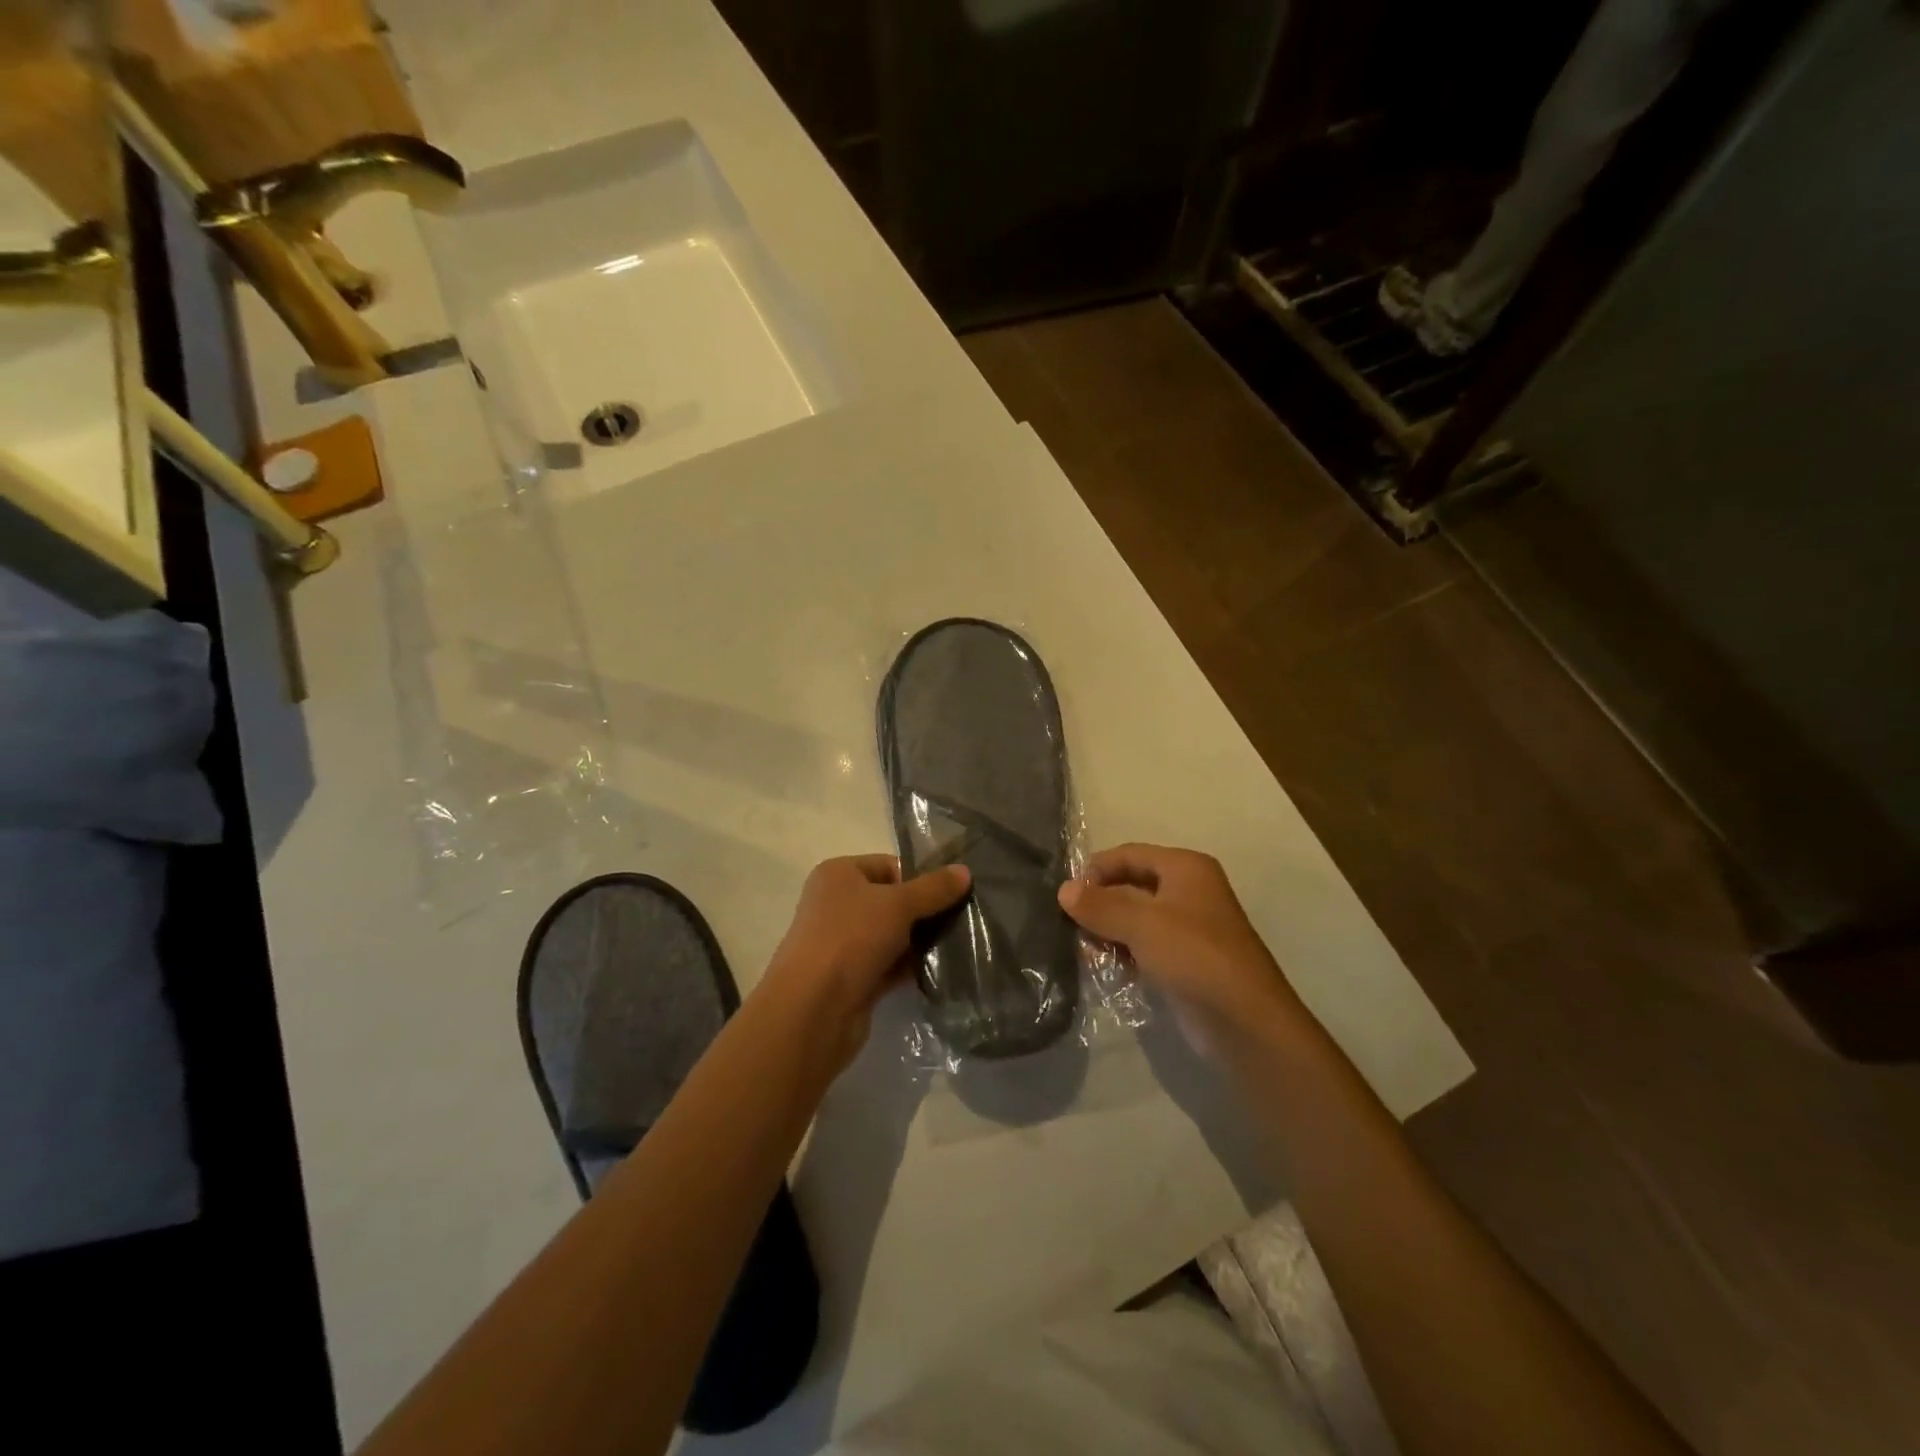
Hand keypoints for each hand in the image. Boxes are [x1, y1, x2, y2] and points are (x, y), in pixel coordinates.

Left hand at [762, 854, 970, 1068]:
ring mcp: (842, 944)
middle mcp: (836, 905)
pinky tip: (940, 971)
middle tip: (961, 920)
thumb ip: (934, 889)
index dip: (918, 878)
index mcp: (838, 875)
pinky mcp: (851, 979)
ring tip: (957, 945)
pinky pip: (888, 965)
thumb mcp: (898, 905)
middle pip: (891, 901)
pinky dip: (909, 967)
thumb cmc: (850, 938)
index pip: (888, 865)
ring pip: (891, 935)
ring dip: (919, 942)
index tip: (950, 894)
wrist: (813, 1010)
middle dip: (924, 911)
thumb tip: (965, 871)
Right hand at [1059, 843, 1303, 1037]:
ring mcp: (1187, 927)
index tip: (1064, 893)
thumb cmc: (1194, 956)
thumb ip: (1100, 905)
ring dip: (1108, 929)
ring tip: (1081, 947)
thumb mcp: (1142, 924)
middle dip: (1100, 901)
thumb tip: (1063, 889)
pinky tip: (1102, 966)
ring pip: (1135, 917)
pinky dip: (1123, 951)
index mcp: (1185, 868)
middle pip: (1131, 884)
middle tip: (1066, 922)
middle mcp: (1188, 890)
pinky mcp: (1183, 960)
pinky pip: (1144, 945)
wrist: (1244, 1022)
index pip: (1129, 854)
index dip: (1096, 869)